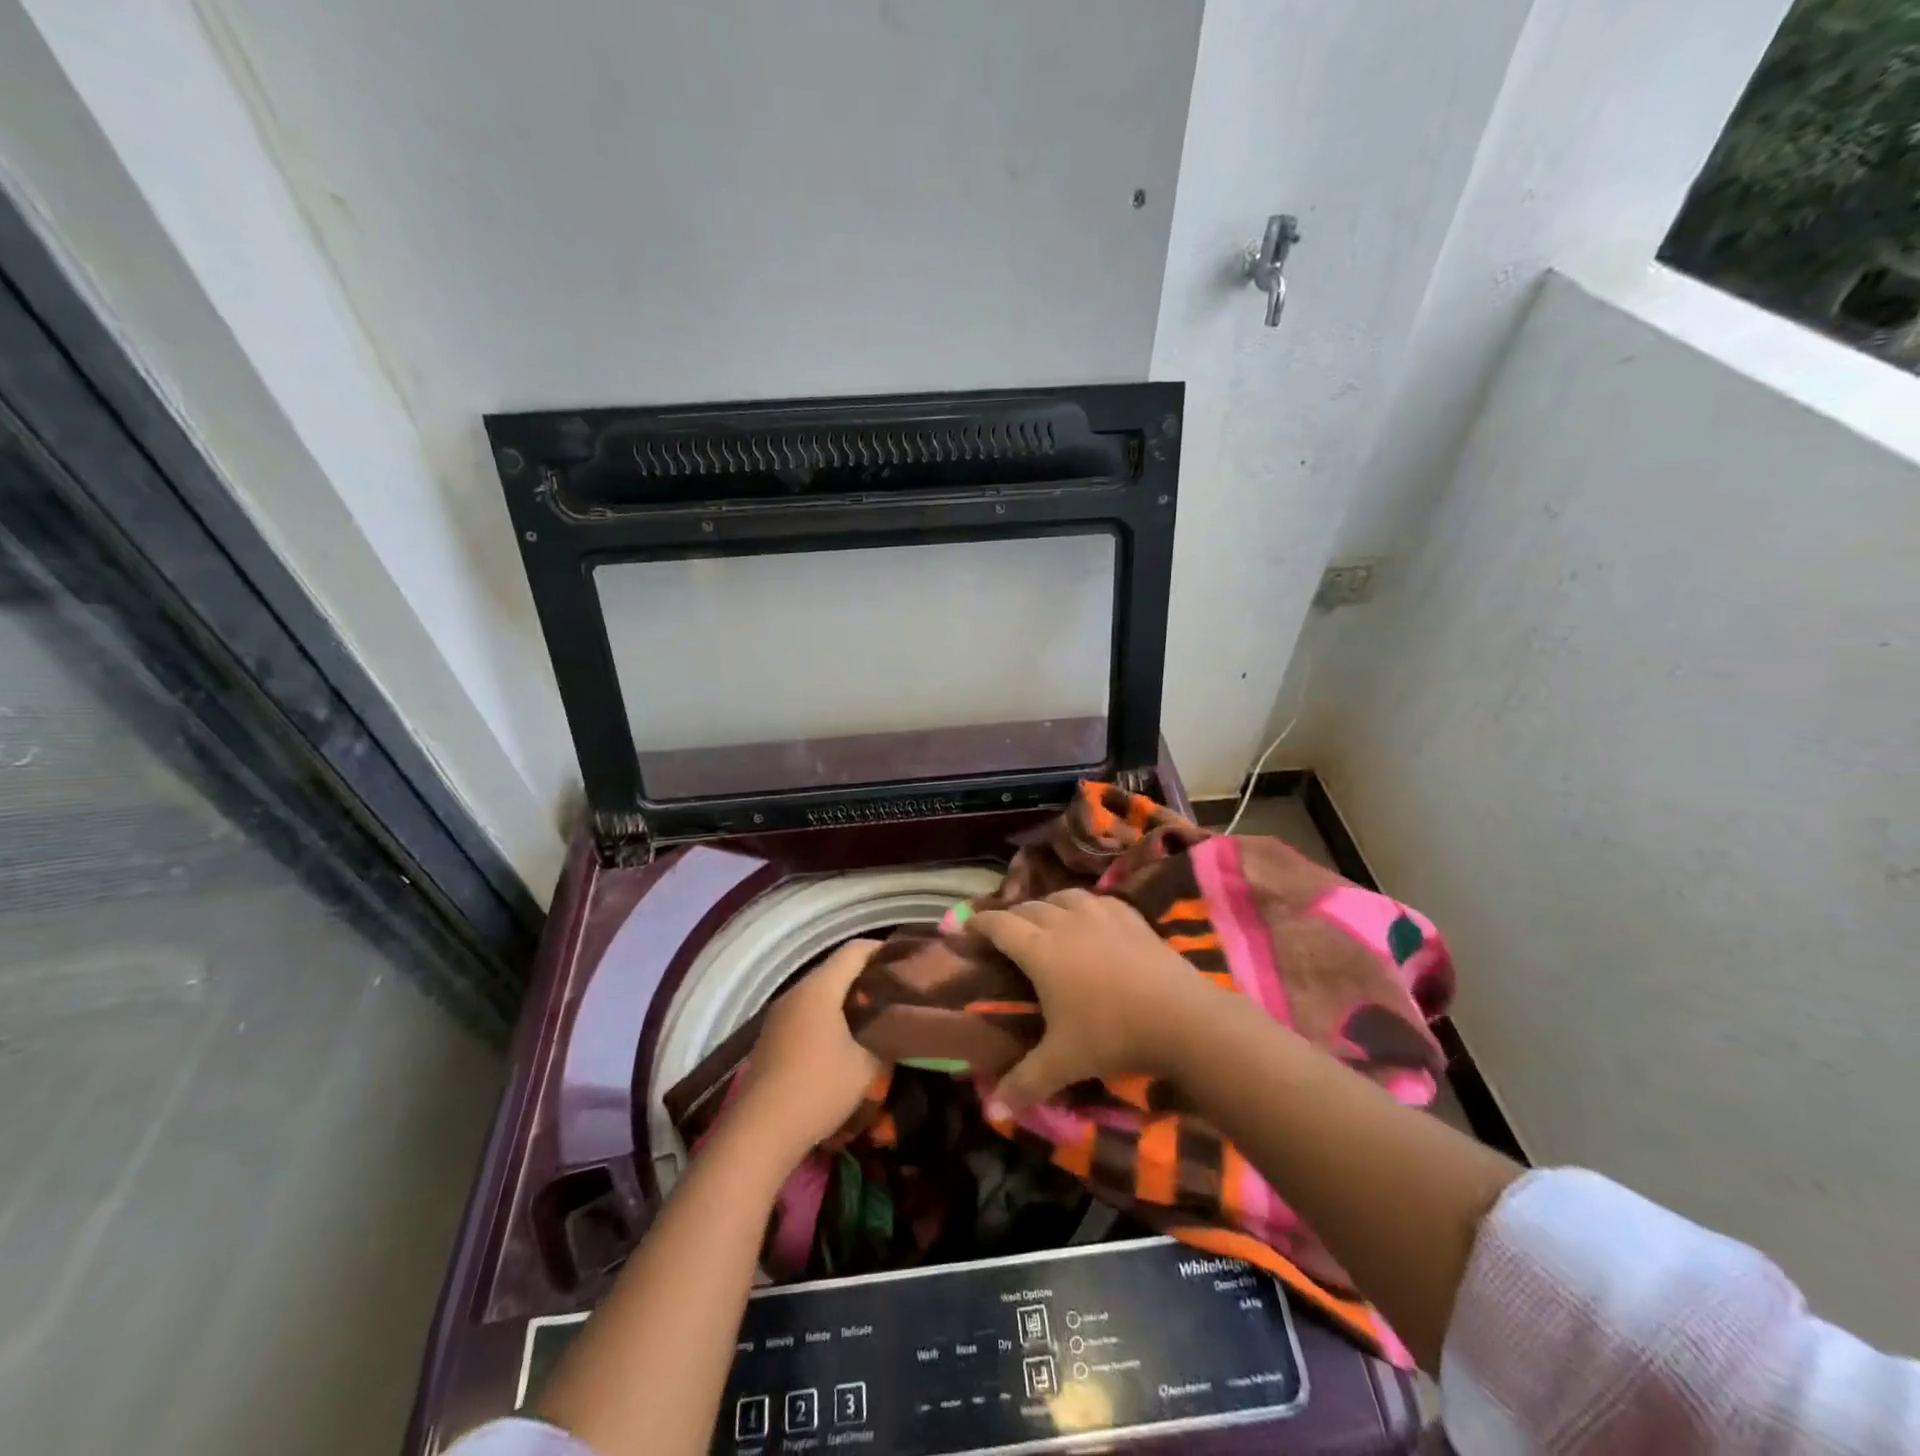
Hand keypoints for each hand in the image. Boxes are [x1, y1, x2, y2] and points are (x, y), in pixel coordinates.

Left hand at [730, 939, 885, 1164]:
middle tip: (896, 993)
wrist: (760, 1132)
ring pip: (819, 993)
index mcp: (819, 987)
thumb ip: (886, 1039)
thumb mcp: (867, 1066)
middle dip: (867, 977)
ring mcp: (779, 1015)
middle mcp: (796, 992)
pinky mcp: (771, 1038)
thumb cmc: (819, 1088)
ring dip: (846, 1000)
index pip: (855, 950)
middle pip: (836, 969)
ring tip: (875, 1017)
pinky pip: (806, 1013)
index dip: (883, 951)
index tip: (907, 964)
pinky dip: (828, 1017)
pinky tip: (844, 1040)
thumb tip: (897, 1029)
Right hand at [972, 888, 1203, 1117]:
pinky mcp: (1131, 917)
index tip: (965, 928)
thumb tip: (992, 1112)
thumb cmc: (1112, 1034)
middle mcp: (1065, 923)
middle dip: (1010, 916)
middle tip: (1003, 933)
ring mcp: (1101, 915)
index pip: (999, 925)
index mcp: (1040, 950)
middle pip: (1028, 907)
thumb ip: (1024, 1084)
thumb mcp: (1063, 1062)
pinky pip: (1098, 899)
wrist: (1181, 1017)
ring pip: (1063, 896)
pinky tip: (1090, 916)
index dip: (978, 924)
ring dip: (1046, 905)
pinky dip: (1084, 904)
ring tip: (1044, 919)